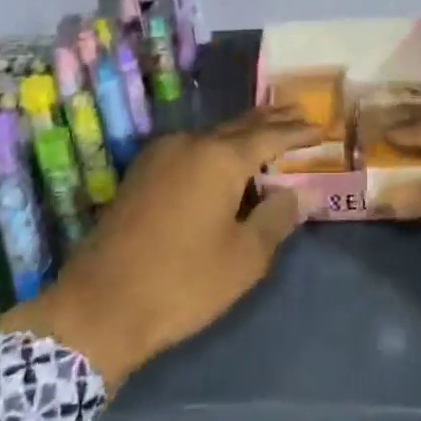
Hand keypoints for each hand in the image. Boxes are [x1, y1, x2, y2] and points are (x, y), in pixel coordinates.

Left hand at [2, 106, 317, 386]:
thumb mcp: (244, 257)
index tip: (321, 128)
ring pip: (212, 135)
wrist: (98, 307)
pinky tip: (223, 159)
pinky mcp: (140, 173)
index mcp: (219, 158)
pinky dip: (216, 148)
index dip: (298, 132)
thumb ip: (277, 217)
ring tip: (268, 132)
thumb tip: (304, 192)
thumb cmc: (182, 282)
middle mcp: (190, 144)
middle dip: (272, 120)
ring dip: (242, 133)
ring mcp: (160, 155)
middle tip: (300, 113)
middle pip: (240, 125)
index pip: (270, 136)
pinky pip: (190, 149)